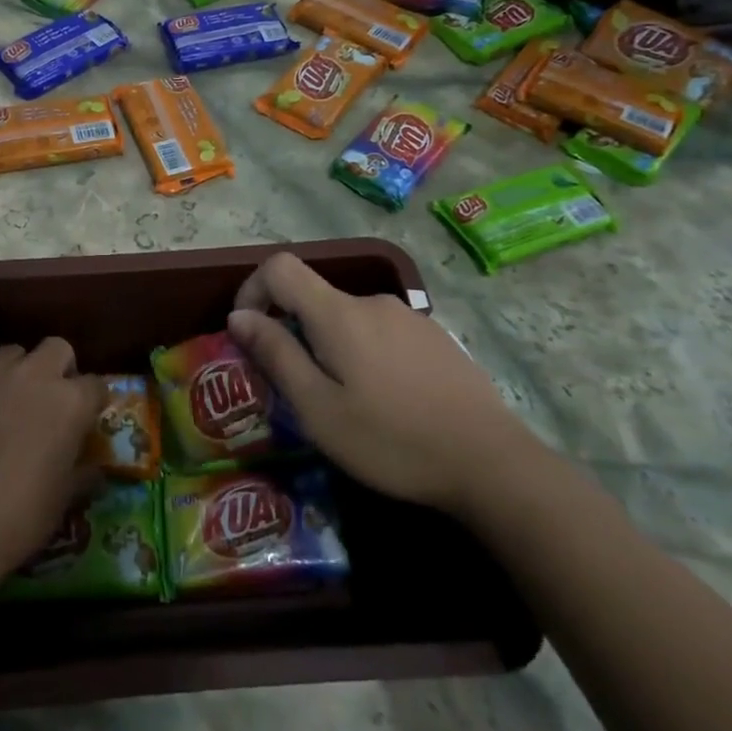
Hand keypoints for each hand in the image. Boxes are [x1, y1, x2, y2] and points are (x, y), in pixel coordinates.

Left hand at [0, 339, 105, 593]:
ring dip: (14, 372)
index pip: (96, 384)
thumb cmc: (15, 521)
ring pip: (11, 353)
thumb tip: (93, 467)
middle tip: (45, 402)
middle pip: (56, 349)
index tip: (83, 419)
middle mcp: (34, 374)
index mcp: (70, 403)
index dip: (90, 402)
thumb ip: (82, 473)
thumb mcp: (62, 502)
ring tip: (0, 402)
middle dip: (57, 369)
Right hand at [227, 253, 543, 515]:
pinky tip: (386, 400)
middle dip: (292, 330)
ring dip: (330, 346)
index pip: (280, 267)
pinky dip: (364, 353)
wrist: (492, 463)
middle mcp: (372, 302)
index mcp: (338, 313)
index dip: (252, 289)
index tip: (248, 331)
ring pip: (348, 318)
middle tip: (297, 387)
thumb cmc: (392, 440)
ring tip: (344, 401)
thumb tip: (239, 316)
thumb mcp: (318, 409)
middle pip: (315, 297)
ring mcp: (409, 317)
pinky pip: (381, 332)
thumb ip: (276, 355)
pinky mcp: (435, 338)